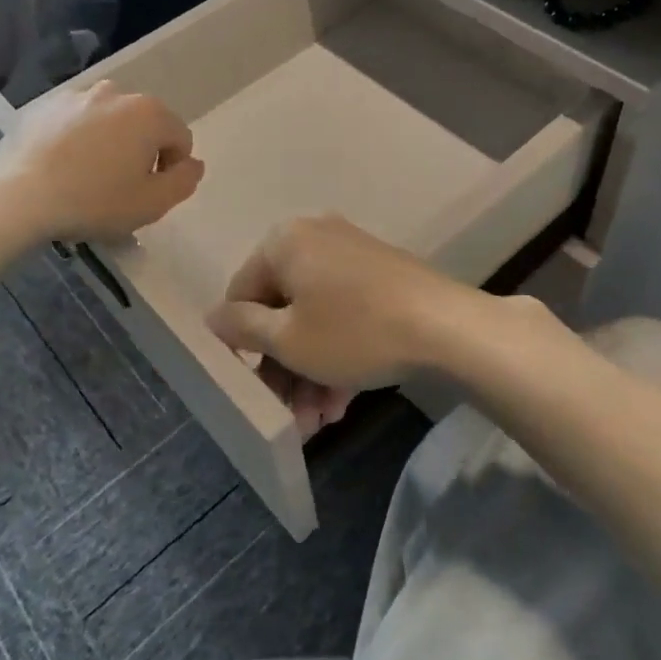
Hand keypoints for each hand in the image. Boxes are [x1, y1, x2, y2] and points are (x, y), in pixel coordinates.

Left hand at [0, 80, 202, 242]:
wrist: (19, 196)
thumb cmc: (94, 201)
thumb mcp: (152, 204)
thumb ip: (184, 181)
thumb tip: (193, 164)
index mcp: (150, 114)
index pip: (180, 139)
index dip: (171, 169)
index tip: (147, 192)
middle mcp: (118, 93)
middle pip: (145, 125)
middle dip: (141, 152)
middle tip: (119, 187)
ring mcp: (79, 95)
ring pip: (110, 120)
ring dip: (110, 142)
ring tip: (89, 176)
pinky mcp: (46, 105)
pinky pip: (77, 121)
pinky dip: (79, 138)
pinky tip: (63, 166)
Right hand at [205, 216, 480, 419]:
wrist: (447, 328)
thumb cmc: (354, 332)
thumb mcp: (287, 340)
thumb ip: (242, 327)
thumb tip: (213, 316)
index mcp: (284, 242)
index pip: (241, 293)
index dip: (242, 345)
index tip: (254, 387)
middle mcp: (315, 238)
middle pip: (282, 309)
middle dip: (283, 368)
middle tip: (290, 415)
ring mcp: (352, 255)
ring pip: (315, 318)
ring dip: (310, 371)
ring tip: (319, 421)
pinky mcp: (381, 275)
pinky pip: (344, 314)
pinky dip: (338, 353)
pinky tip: (342, 400)